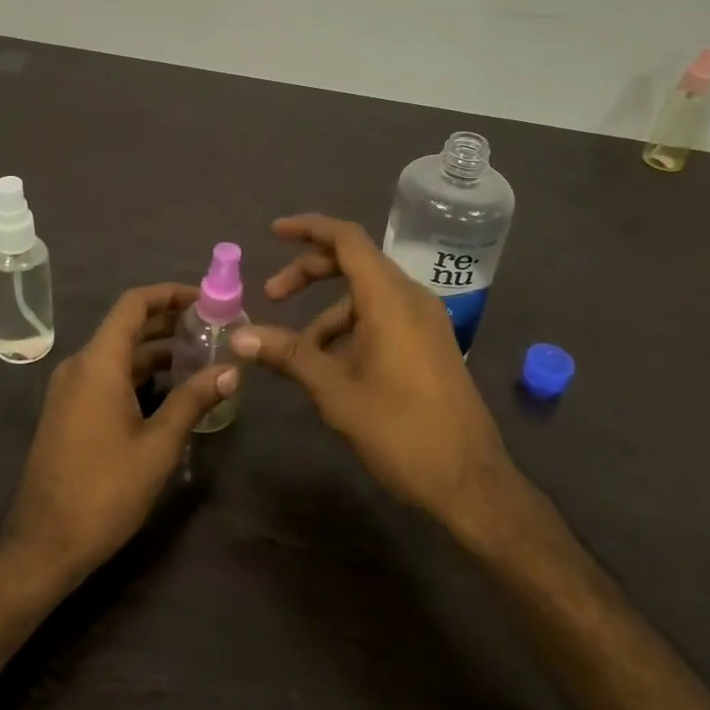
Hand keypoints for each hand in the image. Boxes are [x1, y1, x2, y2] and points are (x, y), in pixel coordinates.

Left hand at [2, 283, 235, 586]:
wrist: (43, 545)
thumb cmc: (104, 490)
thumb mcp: (158, 445)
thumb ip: (194, 400)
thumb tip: (232, 370)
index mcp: (98, 363)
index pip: (134, 304)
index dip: (170, 294)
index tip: (206, 299)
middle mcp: (80, 366)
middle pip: (128, 326)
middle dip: (170, 322)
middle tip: (214, 328)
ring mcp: (71, 389)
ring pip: (119, 353)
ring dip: (157, 350)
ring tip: (202, 357)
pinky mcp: (70, 411)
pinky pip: (108, 375)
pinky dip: (140, 373)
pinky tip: (172, 390)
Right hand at [231, 215, 516, 534]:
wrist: (469, 481)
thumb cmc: (401, 431)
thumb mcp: (336, 392)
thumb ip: (289, 356)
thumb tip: (239, 337)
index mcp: (390, 299)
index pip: (347, 239)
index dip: (308, 228)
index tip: (274, 233)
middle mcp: (411, 299)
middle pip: (354, 264)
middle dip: (309, 274)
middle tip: (271, 296)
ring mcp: (425, 321)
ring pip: (366, 296)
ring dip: (327, 314)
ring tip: (296, 354)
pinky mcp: (429, 344)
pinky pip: (383, 318)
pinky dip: (351, 329)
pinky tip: (331, 367)